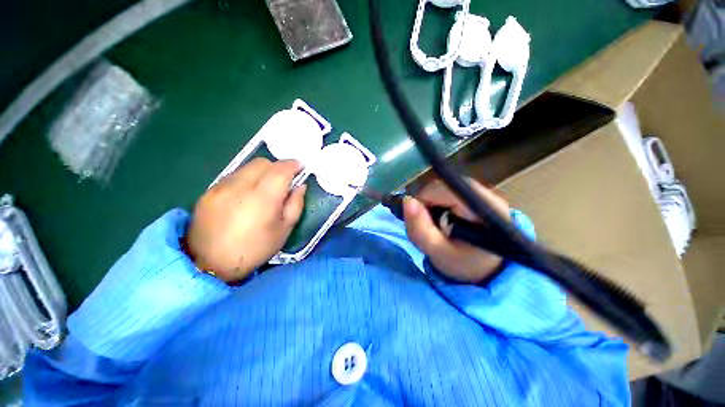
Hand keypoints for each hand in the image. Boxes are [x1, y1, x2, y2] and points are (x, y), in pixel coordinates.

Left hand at [185, 158, 306, 282]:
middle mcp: (240, 186)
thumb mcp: (284, 230)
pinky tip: (245, 195)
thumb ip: (296, 204)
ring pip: (246, 167)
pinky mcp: (208, 191)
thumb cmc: (255, 249)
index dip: (293, 165)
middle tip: (283, 181)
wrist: (209, 264)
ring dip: (261, 172)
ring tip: (264, 188)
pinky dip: (245, 179)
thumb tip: (300, 186)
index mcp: (263, 198)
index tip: (300, 167)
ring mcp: (221, 187)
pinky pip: (233, 176)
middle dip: (277, 167)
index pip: (281, 170)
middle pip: (263, 163)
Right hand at [403, 179, 510, 283]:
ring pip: (444, 188)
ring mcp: (484, 192)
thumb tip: (407, 200)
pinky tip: (446, 220)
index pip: (441, 190)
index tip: (421, 220)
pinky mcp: (479, 194)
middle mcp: (486, 193)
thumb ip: (420, 229)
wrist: (490, 269)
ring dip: (433, 205)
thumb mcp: (438, 252)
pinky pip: (450, 192)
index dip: (423, 201)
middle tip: (428, 226)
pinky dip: (441, 204)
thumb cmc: (465, 263)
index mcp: (481, 207)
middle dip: (428, 204)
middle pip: (442, 187)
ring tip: (438, 225)